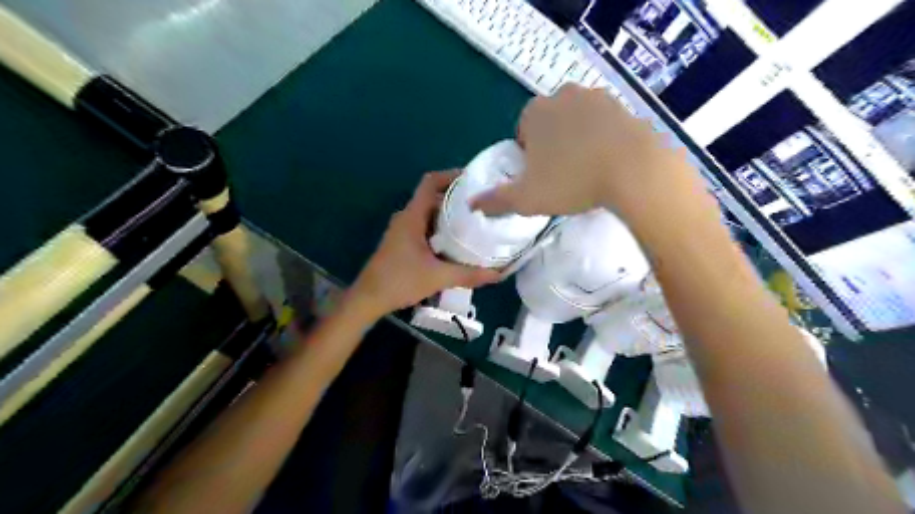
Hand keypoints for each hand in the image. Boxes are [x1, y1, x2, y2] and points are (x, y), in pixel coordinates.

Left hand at [353, 170, 503, 318]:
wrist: (369, 298)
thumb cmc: (400, 281)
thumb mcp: (438, 277)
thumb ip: (468, 274)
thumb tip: (498, 274)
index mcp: (412, 216)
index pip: (430, 182)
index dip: (450, 176)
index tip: (473, 180)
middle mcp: (406, 218)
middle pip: (434, 198)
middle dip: (457, 200)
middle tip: (482, 206)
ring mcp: (403, 230)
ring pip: (430, 215)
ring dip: (450, 217)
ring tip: (475, 224)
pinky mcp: (403, 243)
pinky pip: (425, 228)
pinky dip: (441, 230)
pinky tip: (457, 244)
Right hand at [471, 83, 702, 225]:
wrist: (633, 170)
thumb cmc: (571, 182)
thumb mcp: (526, 198)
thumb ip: (496, 200)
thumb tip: (471, 205)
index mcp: (535, 113)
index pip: (523, 134)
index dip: (529, 159)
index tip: (541, 179)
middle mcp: (563, 95)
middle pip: (550, 125)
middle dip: (553, 147)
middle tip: (564, 177)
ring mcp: (597, 97)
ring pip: (578, 123)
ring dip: (578, 142)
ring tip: (588, 171)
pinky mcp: (625, 105)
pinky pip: (605, 124)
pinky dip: (603, 140)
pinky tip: (609, 162)